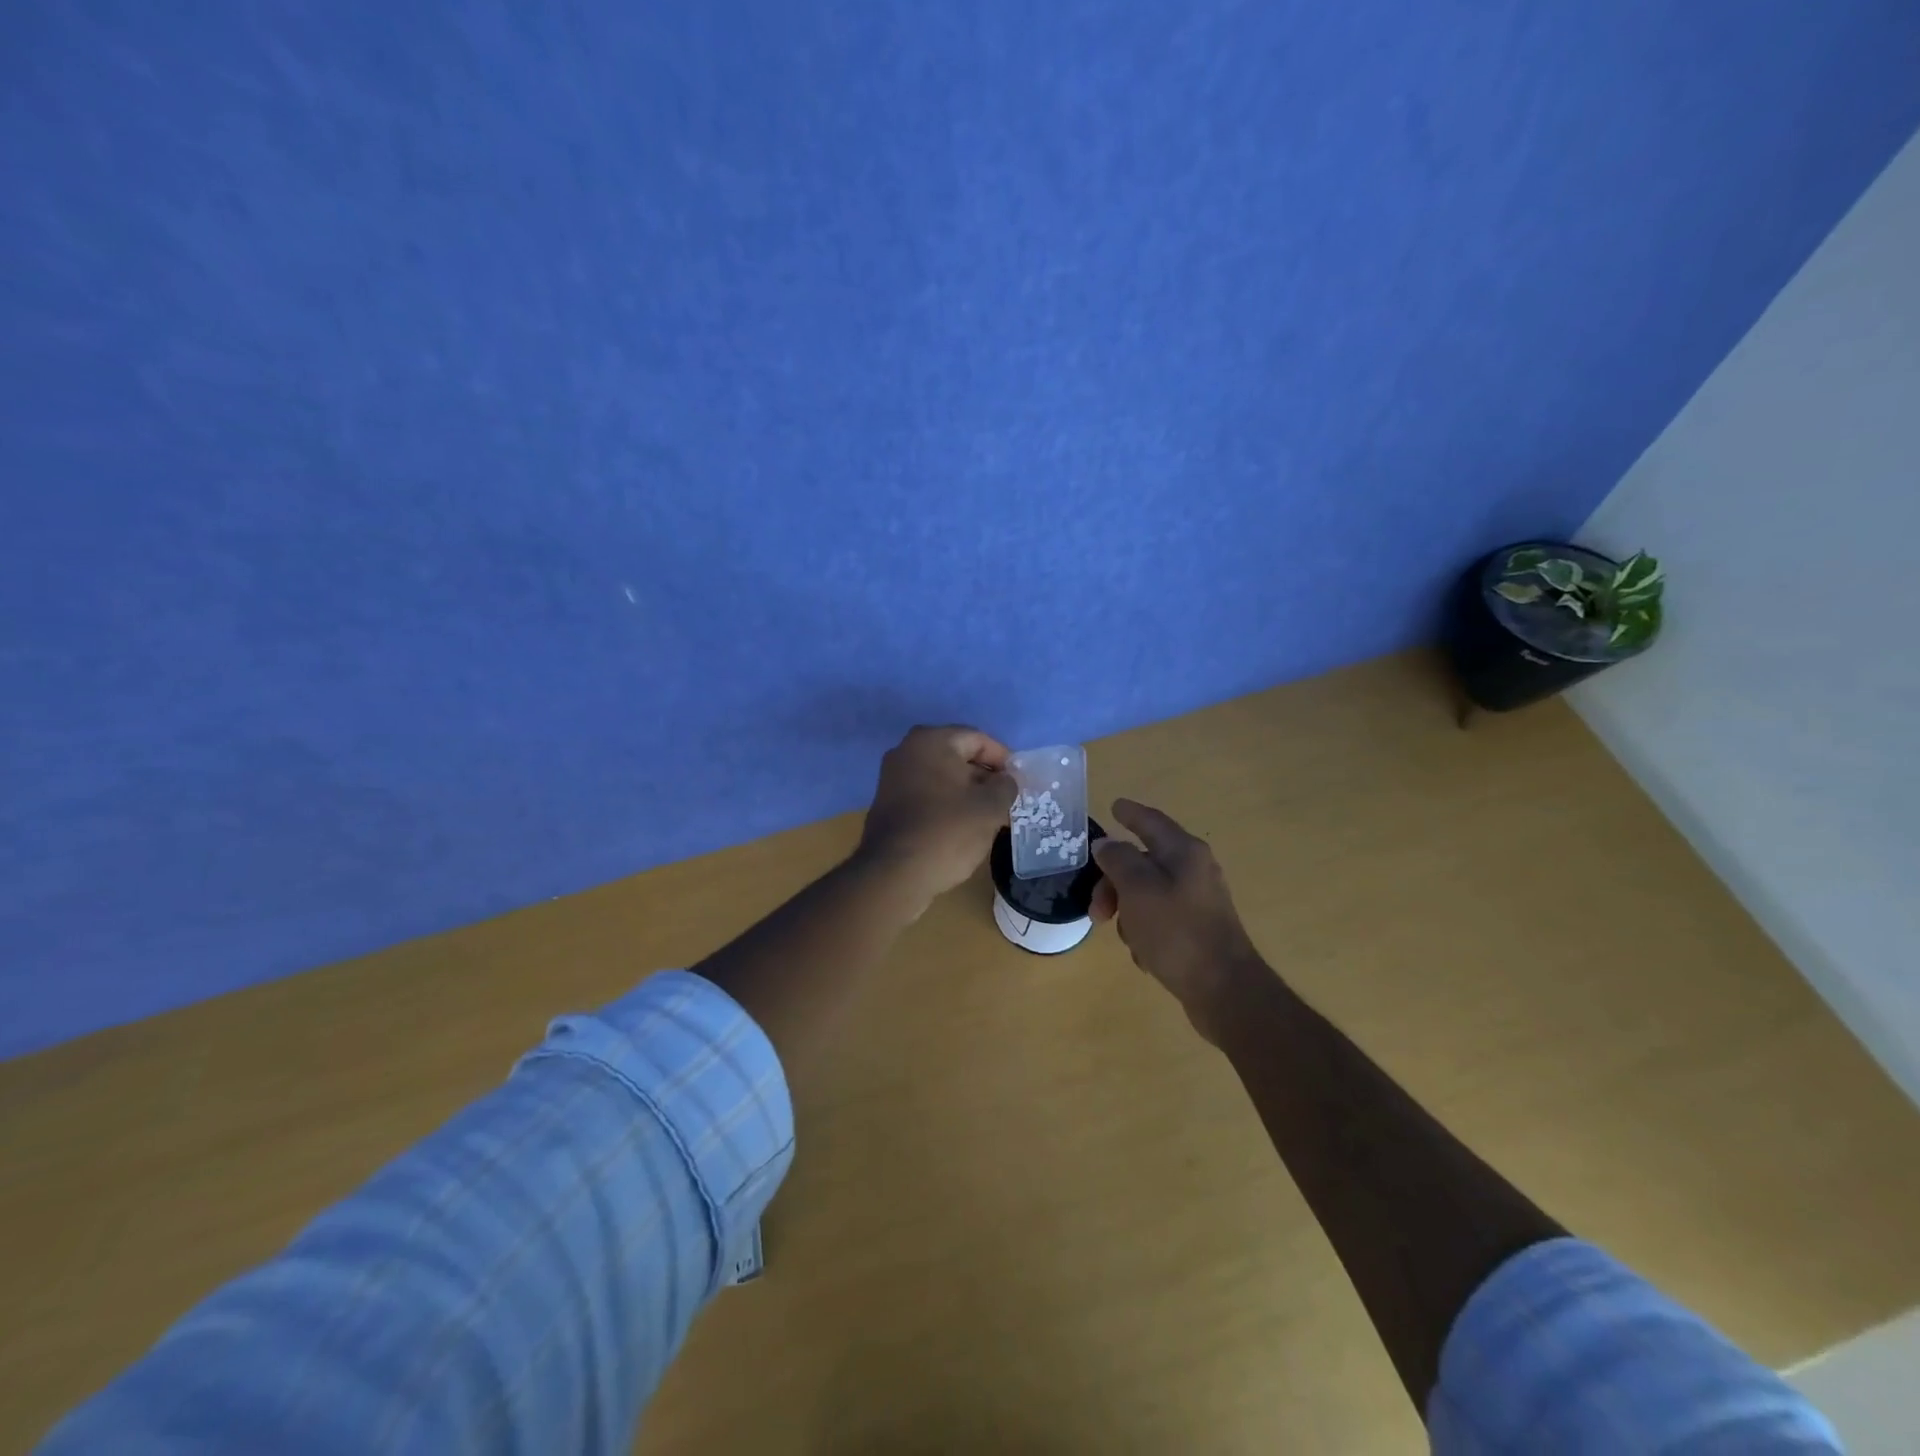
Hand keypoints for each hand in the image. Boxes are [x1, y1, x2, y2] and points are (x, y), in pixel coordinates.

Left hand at [854, 725, 1016, 908]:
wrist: (894, 875)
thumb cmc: (947, 832)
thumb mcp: (990, 807)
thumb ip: (1006, 786)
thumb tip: (1004, 781)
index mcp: (931, 741)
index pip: (978, 739)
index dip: (1003, 760)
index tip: (1018, 784)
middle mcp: (906, 750)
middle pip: (957, 756)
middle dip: (984, 777)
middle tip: (1005, 802)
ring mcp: (892, 777)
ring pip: (941, 777)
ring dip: (965, 792)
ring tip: (987, 817)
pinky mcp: (887, 803)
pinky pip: (926, 794)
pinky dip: (945, 804)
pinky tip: (960, 827)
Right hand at [1091, 799, 1269, 1044]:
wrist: (1224, 989)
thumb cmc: (1176, 931)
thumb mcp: (1137, 889)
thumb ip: (1117, 860)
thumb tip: (1106, 843)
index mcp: (1184, 852)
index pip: (1151, 821)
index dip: (1130, 813)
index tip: (1113, 806)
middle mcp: (1194, 870)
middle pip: (1143, 862)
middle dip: (1114, 882)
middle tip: (1096, 910)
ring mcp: (1198, 901)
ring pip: (1148, 893)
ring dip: (1128, 911)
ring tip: (1125, 938)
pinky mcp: (1198, 929)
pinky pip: (1160, 919)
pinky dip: (1145, 931)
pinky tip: (1144, 954)